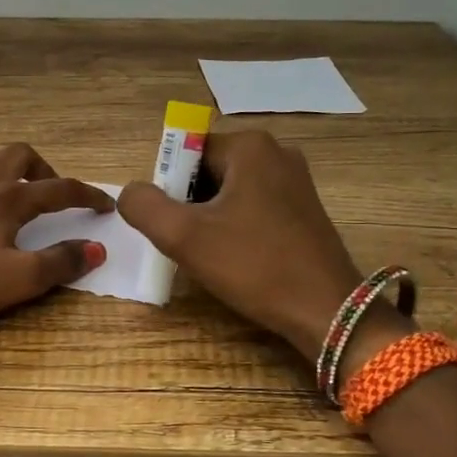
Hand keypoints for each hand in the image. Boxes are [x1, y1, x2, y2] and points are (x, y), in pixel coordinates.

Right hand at [119, 130, 400, 362]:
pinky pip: (252, 205)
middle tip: (188, 242)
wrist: (326, 310)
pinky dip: (235, 225)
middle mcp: (276, 152)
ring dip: (209, 217)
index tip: (172, 223)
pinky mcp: (304, 208)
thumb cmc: (254, 266)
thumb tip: (130, 192)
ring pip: (229, 190)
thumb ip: (144, 206)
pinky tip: (236, 257)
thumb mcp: (184, 237)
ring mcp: (295, 180)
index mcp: (250, 146)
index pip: (185, 150)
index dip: (167, 186)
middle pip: (207, 169)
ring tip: (211, 253)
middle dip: (188, 203)